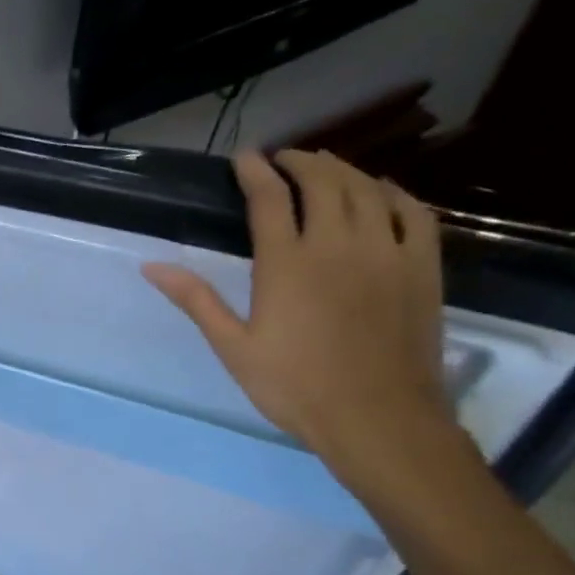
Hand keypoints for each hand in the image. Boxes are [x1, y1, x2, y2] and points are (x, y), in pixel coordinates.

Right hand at [142, 150, 459, 485]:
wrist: (377, 418)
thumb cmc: (293, 386)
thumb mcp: (232, 347)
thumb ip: (196, 300)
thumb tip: (152, 266)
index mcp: (287, 264)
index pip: (270, 199)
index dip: (255, 172)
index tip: (244, 157)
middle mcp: (337, 245)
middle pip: (322, 182)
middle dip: (301, 162)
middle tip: (284, 158)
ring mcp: (386, 253)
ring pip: (367, 190)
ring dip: (343, 170)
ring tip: (324, 166)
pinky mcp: (422, 268)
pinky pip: (414, 213)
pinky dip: (394, 192)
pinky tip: (382, 191)